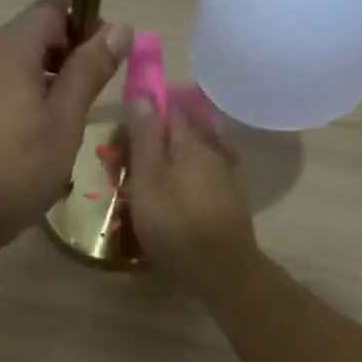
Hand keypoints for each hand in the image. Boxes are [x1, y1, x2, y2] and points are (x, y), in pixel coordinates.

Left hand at [0, 0, 131, 254]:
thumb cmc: (18, 169)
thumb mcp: (64, 121)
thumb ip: (90, 70)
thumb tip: (121, 26)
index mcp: (10, 47)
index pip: (55, 8)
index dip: (87, 25)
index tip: (107, 63)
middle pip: (35, 33)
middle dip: (70, 55)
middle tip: (93, 99)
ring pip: (18, 62)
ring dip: (48, 80)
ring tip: (68, 121)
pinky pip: (0, 86)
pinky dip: (24, 96)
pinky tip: (36, 134)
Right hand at [123, 96, 259, 289]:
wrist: (221, 268)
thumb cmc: (175, 223)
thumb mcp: (148, 179)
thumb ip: (145, 137)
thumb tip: (143, 93)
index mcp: (190, 141)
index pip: (170, 108)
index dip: (150, 107)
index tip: (129, 117)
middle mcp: (213, 151)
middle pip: (187, 130)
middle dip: (164, 132)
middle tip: (138, 147)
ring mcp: (227, 176)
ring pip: (199, 153)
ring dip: (179, 154)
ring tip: (157, 168)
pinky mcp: (232, 201)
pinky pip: (207, 176)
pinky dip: (191, 176)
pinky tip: (182, 189)